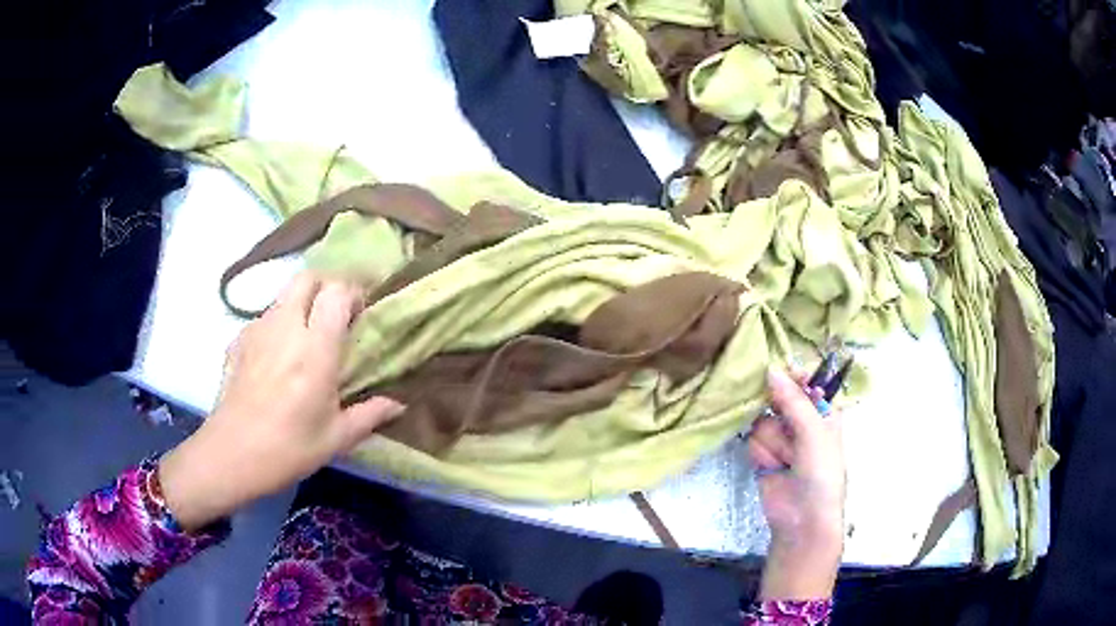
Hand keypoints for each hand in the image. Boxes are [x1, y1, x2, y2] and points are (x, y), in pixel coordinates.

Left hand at [159, 273, 404, 530]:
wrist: (230, 455)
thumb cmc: (288, 449)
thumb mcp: (336, 438)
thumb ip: (370, 414)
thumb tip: (399, 405)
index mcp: (315, 349)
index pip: (337, 292)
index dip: (353, 293)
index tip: (360, 314)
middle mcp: (286, 327)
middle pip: (308, 278)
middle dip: (327, 285)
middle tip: (336, 314)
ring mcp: (257, 330)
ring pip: (284, 295)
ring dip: (302, 304)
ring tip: (307, 337)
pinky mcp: (238, 340)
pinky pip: (264, 318)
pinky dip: (278, 325)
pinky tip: (278, 357)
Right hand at [748, 366, 845, 599]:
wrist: (802, 519)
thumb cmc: (821, 473)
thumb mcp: (814, 433)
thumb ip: (793, 401)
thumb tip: (771, 369)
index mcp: (824, 412)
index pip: (805, 384)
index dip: (792, 378)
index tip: (776, 374)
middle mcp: (801, 422)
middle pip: (778, 398)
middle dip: (778, 412)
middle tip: (784, 426)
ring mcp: (781, 439)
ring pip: (763, 420)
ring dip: (772, 441)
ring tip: (785, 460)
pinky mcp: (762, 455)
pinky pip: (753, 440)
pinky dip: (761, 453)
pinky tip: (771, 467)